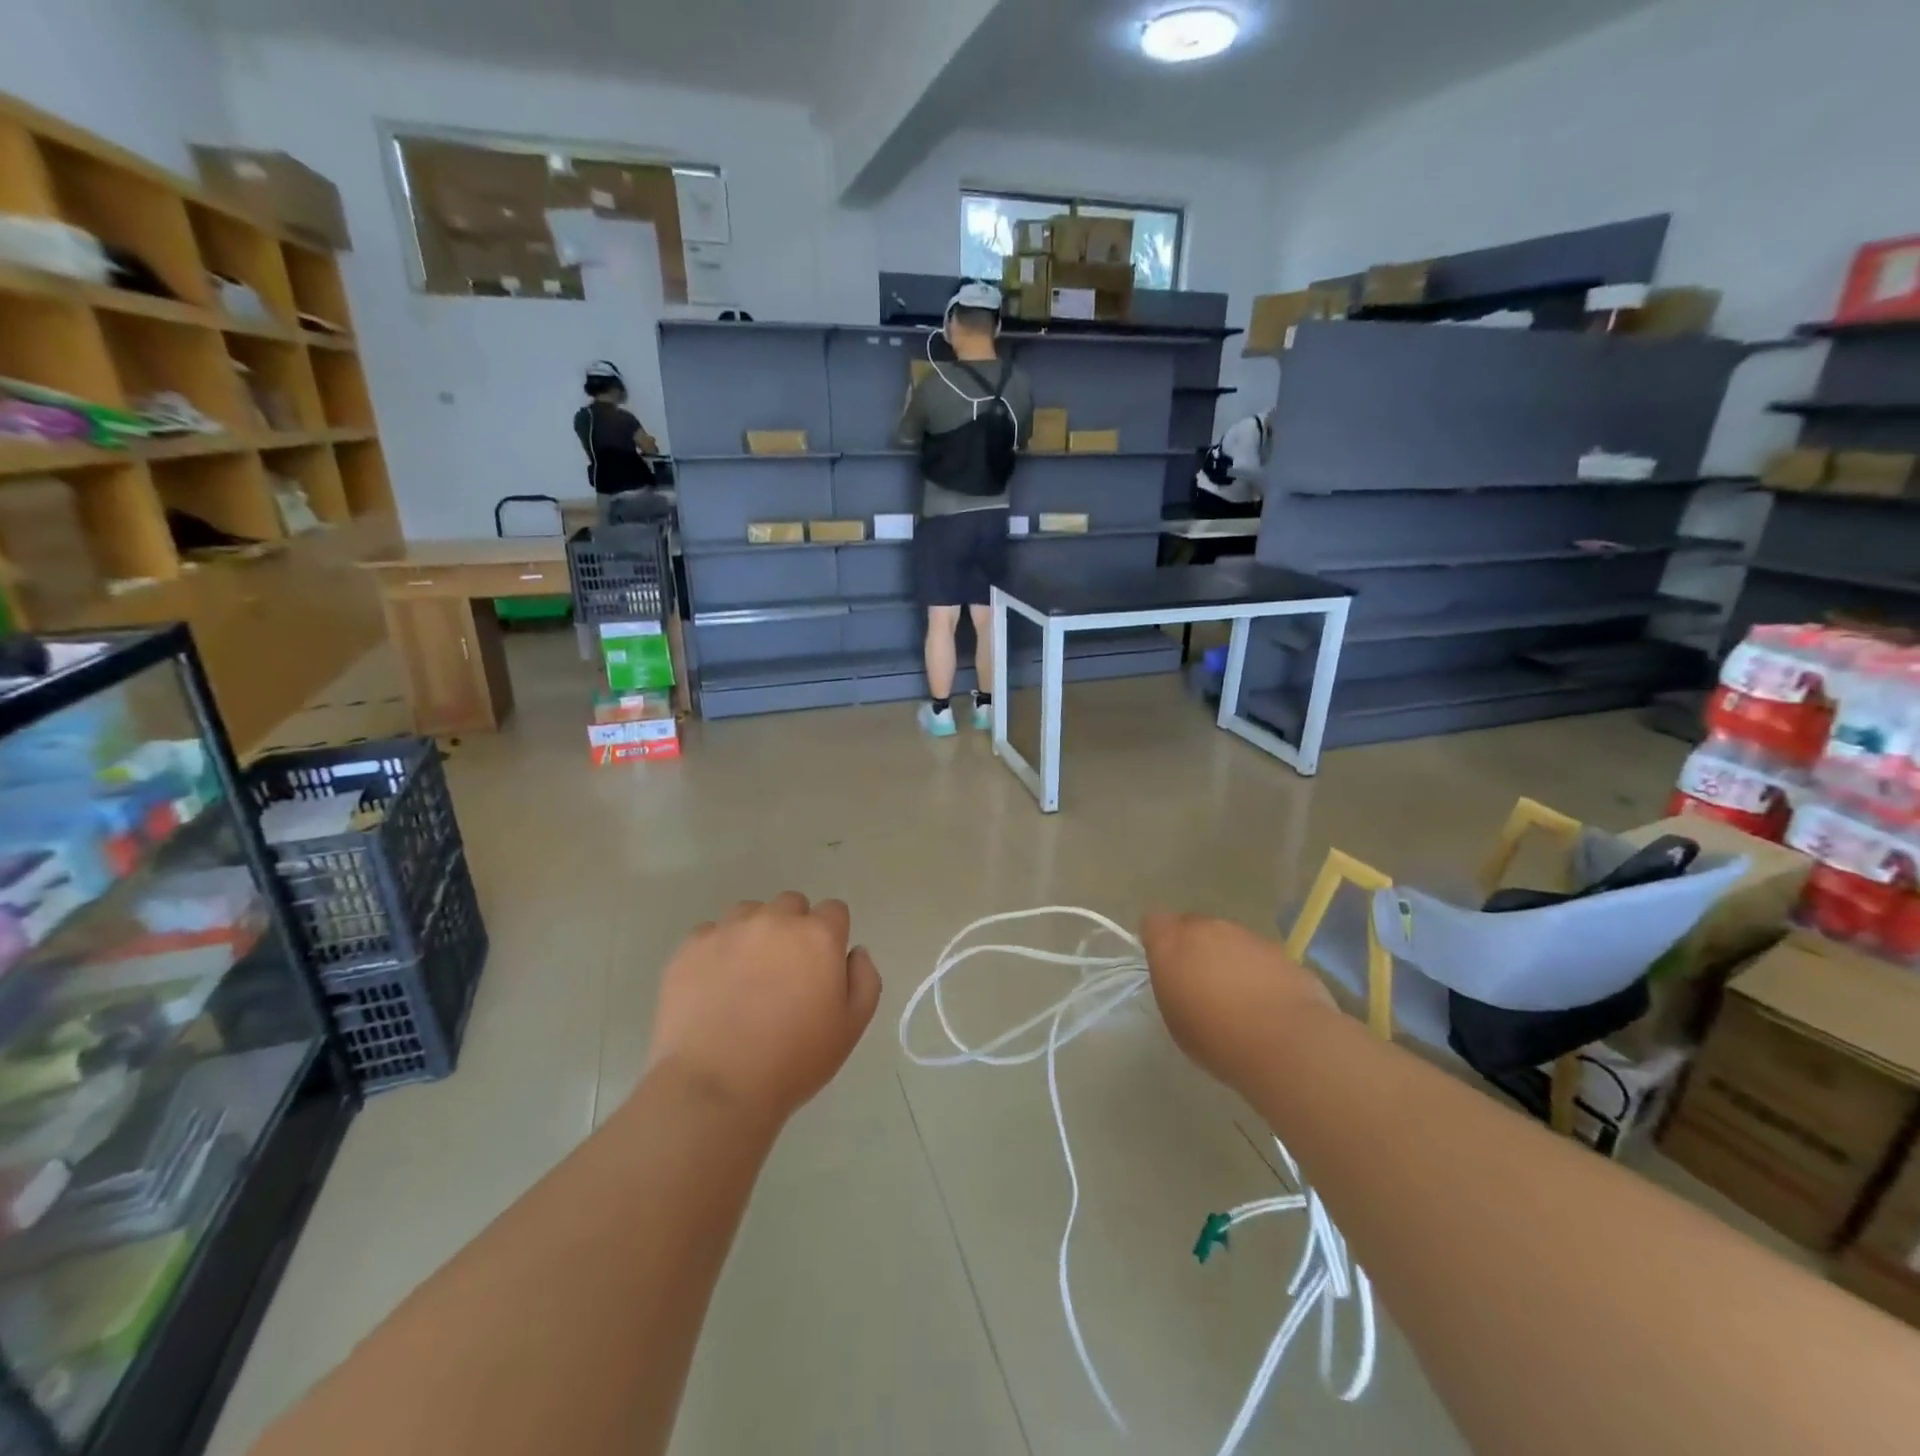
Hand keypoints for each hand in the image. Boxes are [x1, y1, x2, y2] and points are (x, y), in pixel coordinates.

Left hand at [647, 893, 880, 1127]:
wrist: (715, 1087)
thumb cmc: (793, 1061)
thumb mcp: (850, 1028)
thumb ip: (865, 980)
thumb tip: (854, 951)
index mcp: (818, 935)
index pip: (834, 910)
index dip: (831, 935)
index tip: (822, 966)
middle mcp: (774, 920)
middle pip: (791, 905)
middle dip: (793, 929)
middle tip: (785, 972)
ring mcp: (728, 929)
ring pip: (749, 913)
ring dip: (754, 934)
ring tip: (745, 976)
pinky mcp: (690, 947)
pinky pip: (710, 933)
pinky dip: (716, 951)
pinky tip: (713, 987)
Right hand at [1141, 912, 1333, 1092]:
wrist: (1285, 1042)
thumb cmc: (1216, 1037)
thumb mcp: (1175, 1017)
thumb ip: (1173, 984)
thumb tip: (1181, 976)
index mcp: (1172, 942)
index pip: (1154, 924)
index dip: (1158, 942)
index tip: (1165, 967)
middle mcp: (1206, 928)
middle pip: (1192, 927)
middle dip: (1194, 948)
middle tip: (1201, 984)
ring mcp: (1245, 935)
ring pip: (1228, 939)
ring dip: (1227, 958)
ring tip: (1238, 997)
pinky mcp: (1278, 949)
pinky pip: (1257, 954)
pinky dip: (1257, 969)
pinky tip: (1266, 1002)